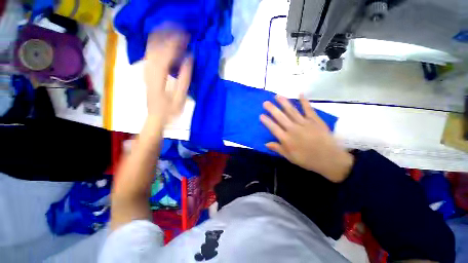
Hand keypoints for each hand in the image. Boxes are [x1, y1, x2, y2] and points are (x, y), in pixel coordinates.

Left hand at [144, 31, 192, 127]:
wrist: (155, 116)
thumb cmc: (170, 110)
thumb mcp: (180, 97)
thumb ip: (184, 78)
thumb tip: (189, 59)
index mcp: (158, 76)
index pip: (166, 52)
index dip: (176, 42)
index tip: (187, 36)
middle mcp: (149, 69)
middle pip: (155, 44)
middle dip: (168, 34)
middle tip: (181, 30)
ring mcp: (146, 69)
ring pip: (151, 46)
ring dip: (162, 37)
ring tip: (174, 31)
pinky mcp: (147, 71)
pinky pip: (150, 52)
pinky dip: (157, 44)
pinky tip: (165, 42)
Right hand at [260, 94, 353, 181]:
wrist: (330, 159)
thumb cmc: (308, 160)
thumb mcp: (290, 157)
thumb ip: (278, 149)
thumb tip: (266, 143)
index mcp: (287, 139)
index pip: (273, 128)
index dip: (266, 121)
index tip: (261, 115)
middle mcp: (293, 129)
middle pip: (280, 117)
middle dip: (272, 109)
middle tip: (265, 102)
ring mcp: (304, 123)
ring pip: (291, 111)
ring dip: (284, 103)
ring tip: (277, 96)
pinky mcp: (315, 120)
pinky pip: (308, 109)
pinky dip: (304, 101)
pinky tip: (300, 93)